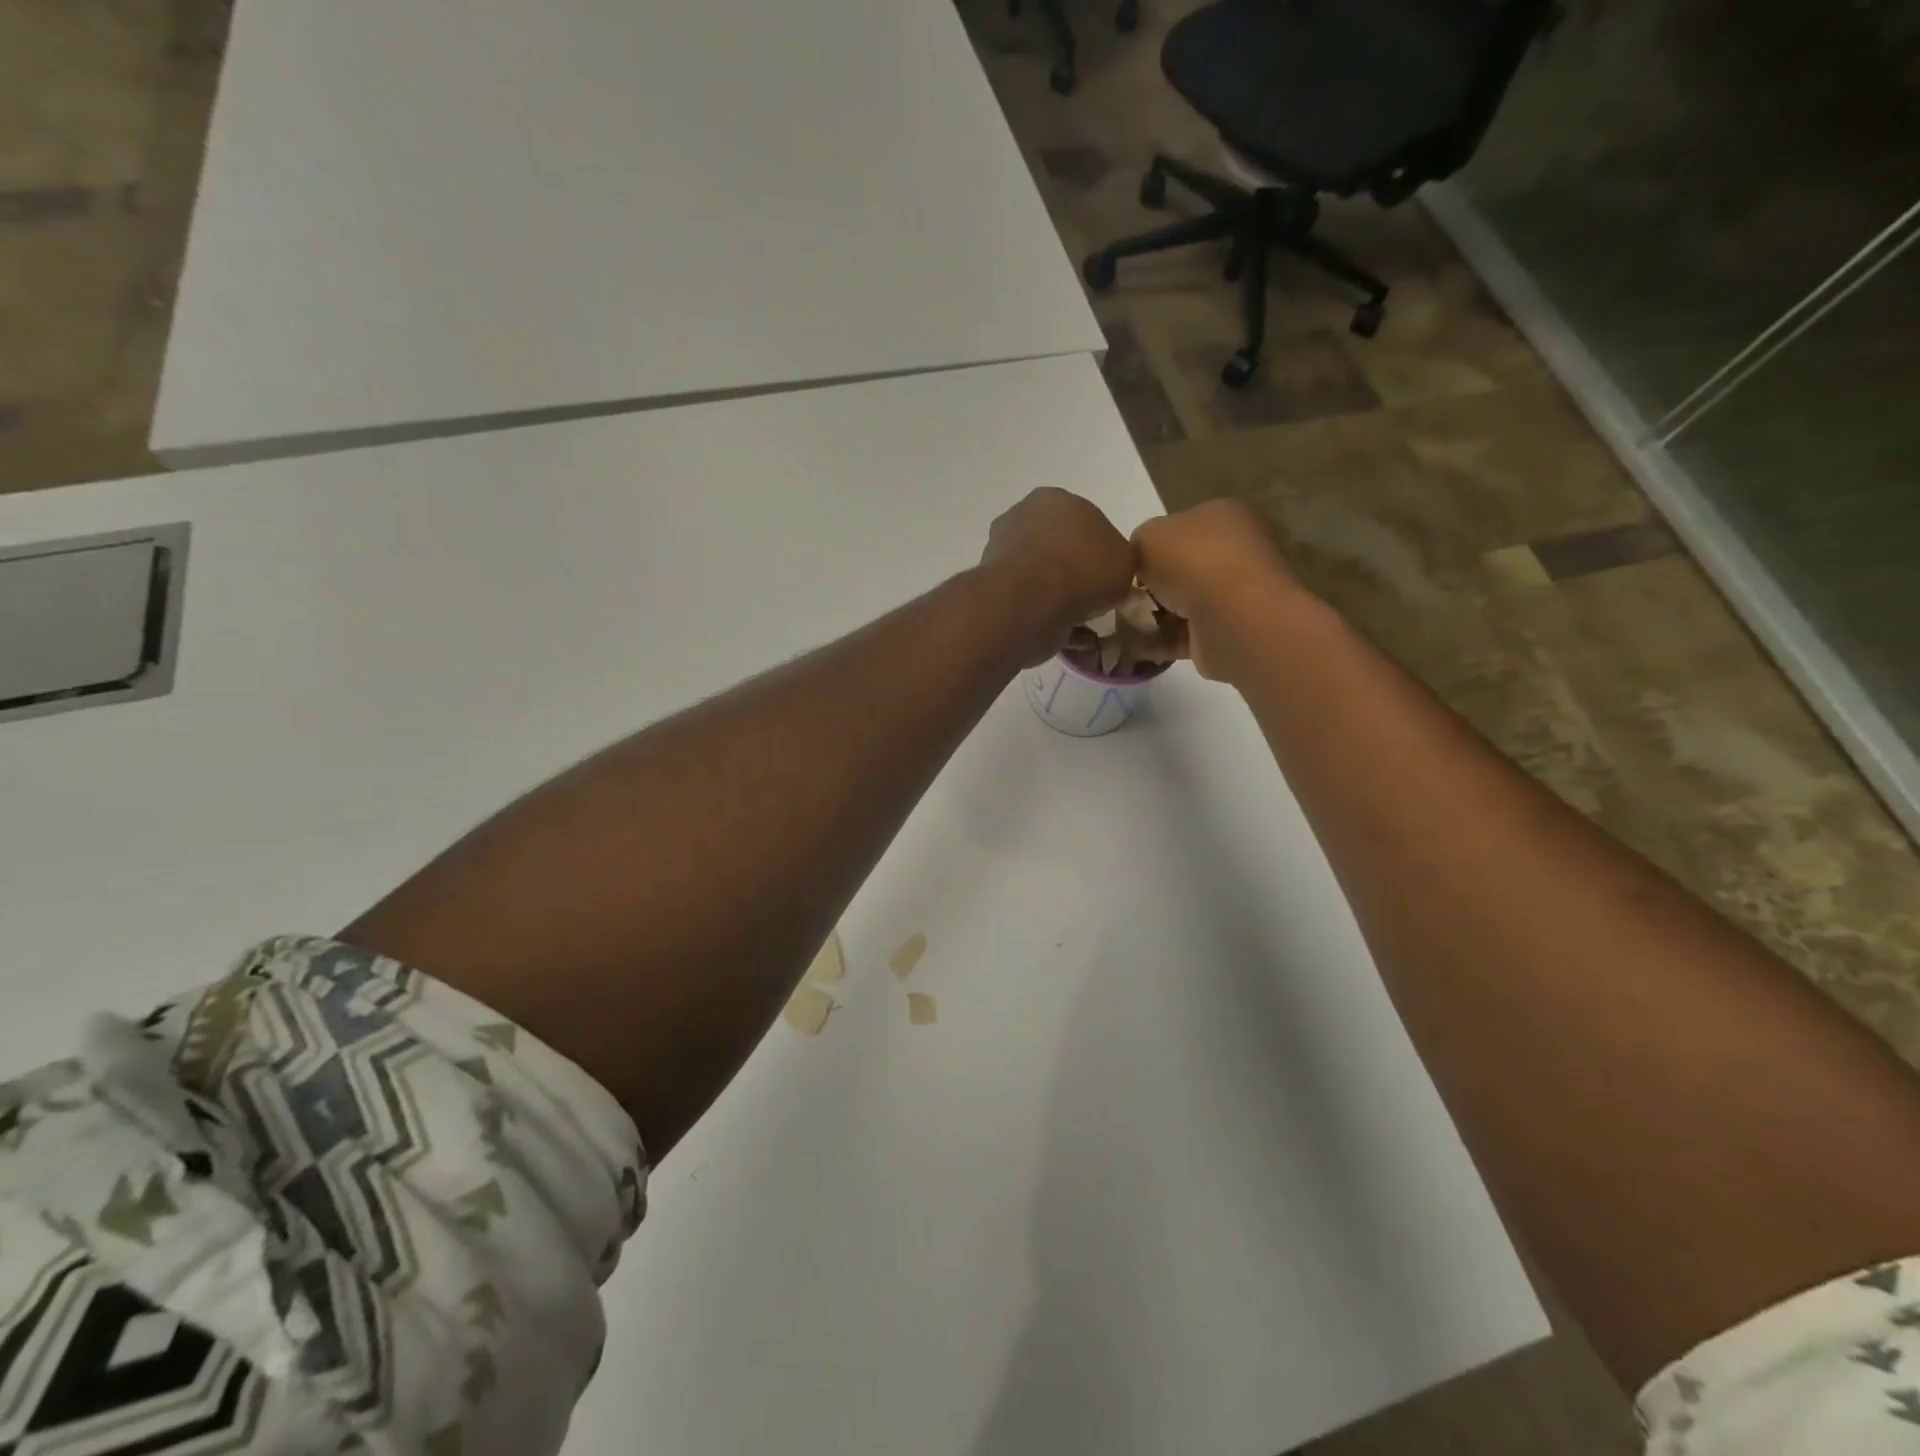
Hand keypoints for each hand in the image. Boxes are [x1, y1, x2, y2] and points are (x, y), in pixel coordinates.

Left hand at [980, 488, 1135, 661]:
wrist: (1032, 601)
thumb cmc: (1083, 568)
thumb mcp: (1125, 559)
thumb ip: (1119, 560)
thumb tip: (1110, 571)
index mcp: (1054, 500)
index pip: (1083, 521)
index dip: (1099, 551)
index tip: (1108, 576)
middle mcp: (1022, 519)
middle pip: (1058, 550)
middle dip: (1075, 575)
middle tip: (1095, 601)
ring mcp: (1001, 555)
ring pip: (1041, 580)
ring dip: (1060, 601)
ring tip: (1083, 627)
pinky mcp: (993, 590)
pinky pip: (1029, 605)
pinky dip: (1046, 621)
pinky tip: (1066, 639)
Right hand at [1133, 499, 1305, 680]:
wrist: (1231, 615)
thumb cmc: (1192, 561)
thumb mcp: (1148, 536)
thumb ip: (1138, 543)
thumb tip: (1138, 561)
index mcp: (1221, 517)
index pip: (1179, 528)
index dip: (1150, 548)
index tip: (1128, 568)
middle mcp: (1233, 552)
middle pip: (1182, 568)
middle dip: (1152, 586)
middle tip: (1122, 600)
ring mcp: (1233, 595)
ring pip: (1183, 604)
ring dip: (1153, 617)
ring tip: (1121, 628)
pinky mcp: (1226, 632)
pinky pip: (1185, 635)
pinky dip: (1160, 642)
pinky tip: (1133, 648)